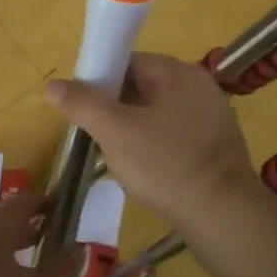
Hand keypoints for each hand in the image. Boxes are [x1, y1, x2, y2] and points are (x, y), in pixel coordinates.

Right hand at [46, 53, 268, 237]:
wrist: (223, 215)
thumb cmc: (165, 165)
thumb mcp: (115, 132)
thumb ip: (83, 104)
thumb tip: (53, 84)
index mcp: (178, 73)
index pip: (129, 62)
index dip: (101, 82)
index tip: (85, 110)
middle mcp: (200, 86)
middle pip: (145, 88)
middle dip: (117, 111)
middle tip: (98, 138)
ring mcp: (214, 117)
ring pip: (160, 115)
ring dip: (136, 132)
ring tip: (119, 160)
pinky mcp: (219, 146)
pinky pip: (178, 137)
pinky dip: (159, 148)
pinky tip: (148, 174)